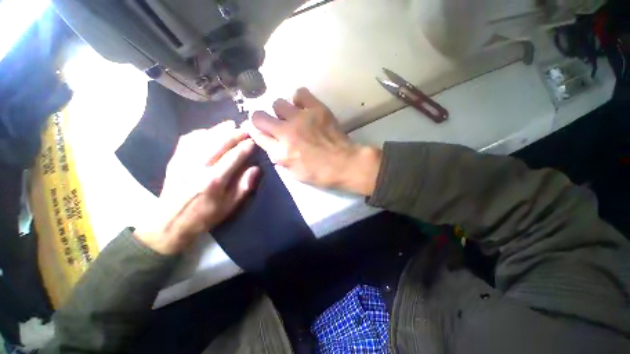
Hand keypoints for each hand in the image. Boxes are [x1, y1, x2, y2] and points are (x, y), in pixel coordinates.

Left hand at [135, 121, 258, 254]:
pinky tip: (209, 132)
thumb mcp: (230, 206)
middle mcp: (198, 167)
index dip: (245, 147)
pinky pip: (188, 140)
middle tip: (245, 128)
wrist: (170, 223)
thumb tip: (256, 168)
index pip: (234, 157)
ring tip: (230, 125)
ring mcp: (183, 161)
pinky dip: (200, 133)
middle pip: (219, 143)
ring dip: (219, 129)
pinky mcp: (174, 160)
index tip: (253, 141)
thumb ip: (244, 186)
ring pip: (203, 138)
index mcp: (214, 180)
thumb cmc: (205, 216)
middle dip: (234, 134)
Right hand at [243, 88, 380, 194]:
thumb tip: (271, 143)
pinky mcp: (317, 109)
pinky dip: (299, 100)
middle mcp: (286, 132)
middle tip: (276, 126)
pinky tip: (304, 108)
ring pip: (278, 103)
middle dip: (263, 121)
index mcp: (280, 152)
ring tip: (293, 118)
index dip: (257, 133)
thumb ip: (279, 158)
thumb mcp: (294, 173)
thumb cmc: (320, 173)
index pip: (257, 135)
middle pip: (259, 116)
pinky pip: (300, 93)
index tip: (262, 132)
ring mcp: (301, 118)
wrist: (345, 164)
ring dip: (282, 112)